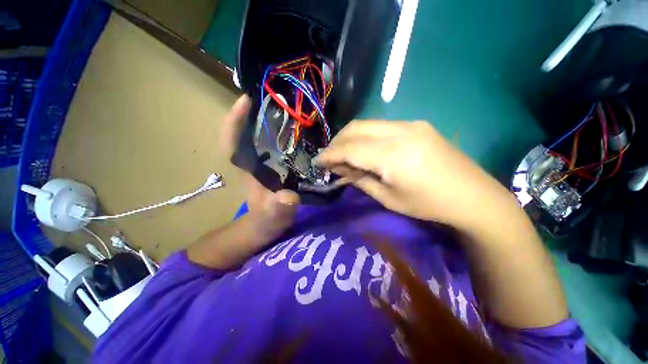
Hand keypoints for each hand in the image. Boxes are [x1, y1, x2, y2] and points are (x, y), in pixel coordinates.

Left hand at [222, 95, 299, 236]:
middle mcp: (253, 162)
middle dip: (261, 113)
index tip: (248, 97)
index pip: (232, 139)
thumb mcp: (271, 219)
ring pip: (265, 137)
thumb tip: (288, 197)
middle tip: (282, 99)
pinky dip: (287, 138)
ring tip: (295, 111)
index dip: (236, 117)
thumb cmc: (264, 224)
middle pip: (251, 131)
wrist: (267, 229)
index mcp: (246, 169)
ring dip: (276, 123)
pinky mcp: (275, 168)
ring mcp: (265, 164)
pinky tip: (302, 134)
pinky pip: (279, 148)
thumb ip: (276, 211)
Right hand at [315, 120, 510, 229]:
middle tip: (328, 158)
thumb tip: (339, 169)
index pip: (350, 148)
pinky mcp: (417, 125)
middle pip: (356, 128)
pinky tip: (364, 149)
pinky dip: (365, 136)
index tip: (316, 161)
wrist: (473, 196)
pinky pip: (381, 126)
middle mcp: (401, 132)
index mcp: (394, 156)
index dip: (329, 154)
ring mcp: (411, 124)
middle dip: (336, 142)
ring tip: (343, 154)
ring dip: (350, 138)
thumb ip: (360, 179)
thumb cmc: (428, 205)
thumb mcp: (388, 198)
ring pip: (367, 124)